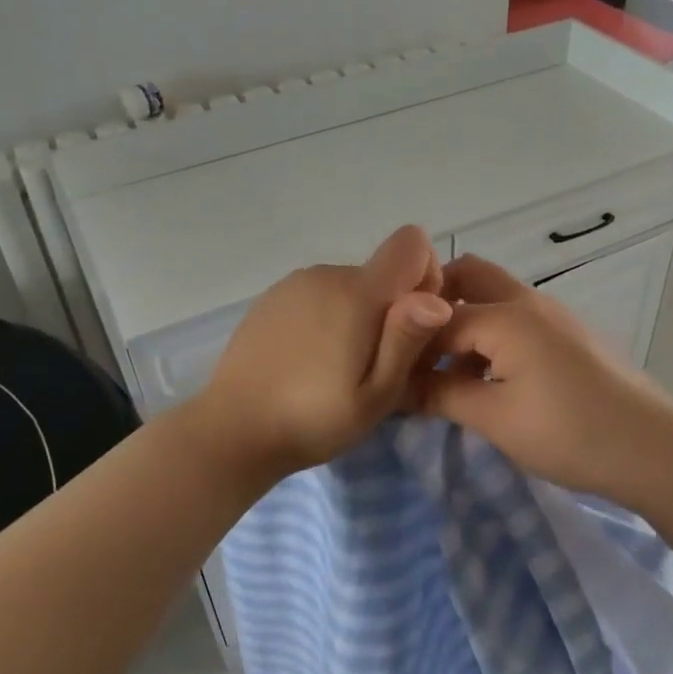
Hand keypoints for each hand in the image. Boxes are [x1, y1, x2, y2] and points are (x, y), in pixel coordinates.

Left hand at [190, 226, 454, 480]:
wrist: (233, 429)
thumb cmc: (314, 419)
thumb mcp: (376, 394)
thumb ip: (407, 340)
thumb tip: (439, 298)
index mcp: (357, 293)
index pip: (410, 244)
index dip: (426, 275)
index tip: (414, 322)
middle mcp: (326, 274)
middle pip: (380, 273)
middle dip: (390, 309)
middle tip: (374, 367)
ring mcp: (294, 283)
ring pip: (349, 286)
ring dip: (356, 315)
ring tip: (337, 368)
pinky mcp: (271, 298)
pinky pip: (318, 295)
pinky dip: (326, 317)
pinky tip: (308, 360)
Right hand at [413, 254, 672, 501]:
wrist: (653, 449)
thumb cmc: (568, 432)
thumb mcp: (495, 418)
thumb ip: (442, 394)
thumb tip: (398, 387)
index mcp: (505, 314)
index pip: (436, 318)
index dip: (409, 347)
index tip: (390, 374)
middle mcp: (528, 300)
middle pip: (468, 275)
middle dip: (435, 304)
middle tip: (416, 350)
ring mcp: (554, 314)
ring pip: (494, 296)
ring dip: (465, 320)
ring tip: (449, 373)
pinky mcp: (569, 334)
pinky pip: (517, 318)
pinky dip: (492, 334)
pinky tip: (489, 379)